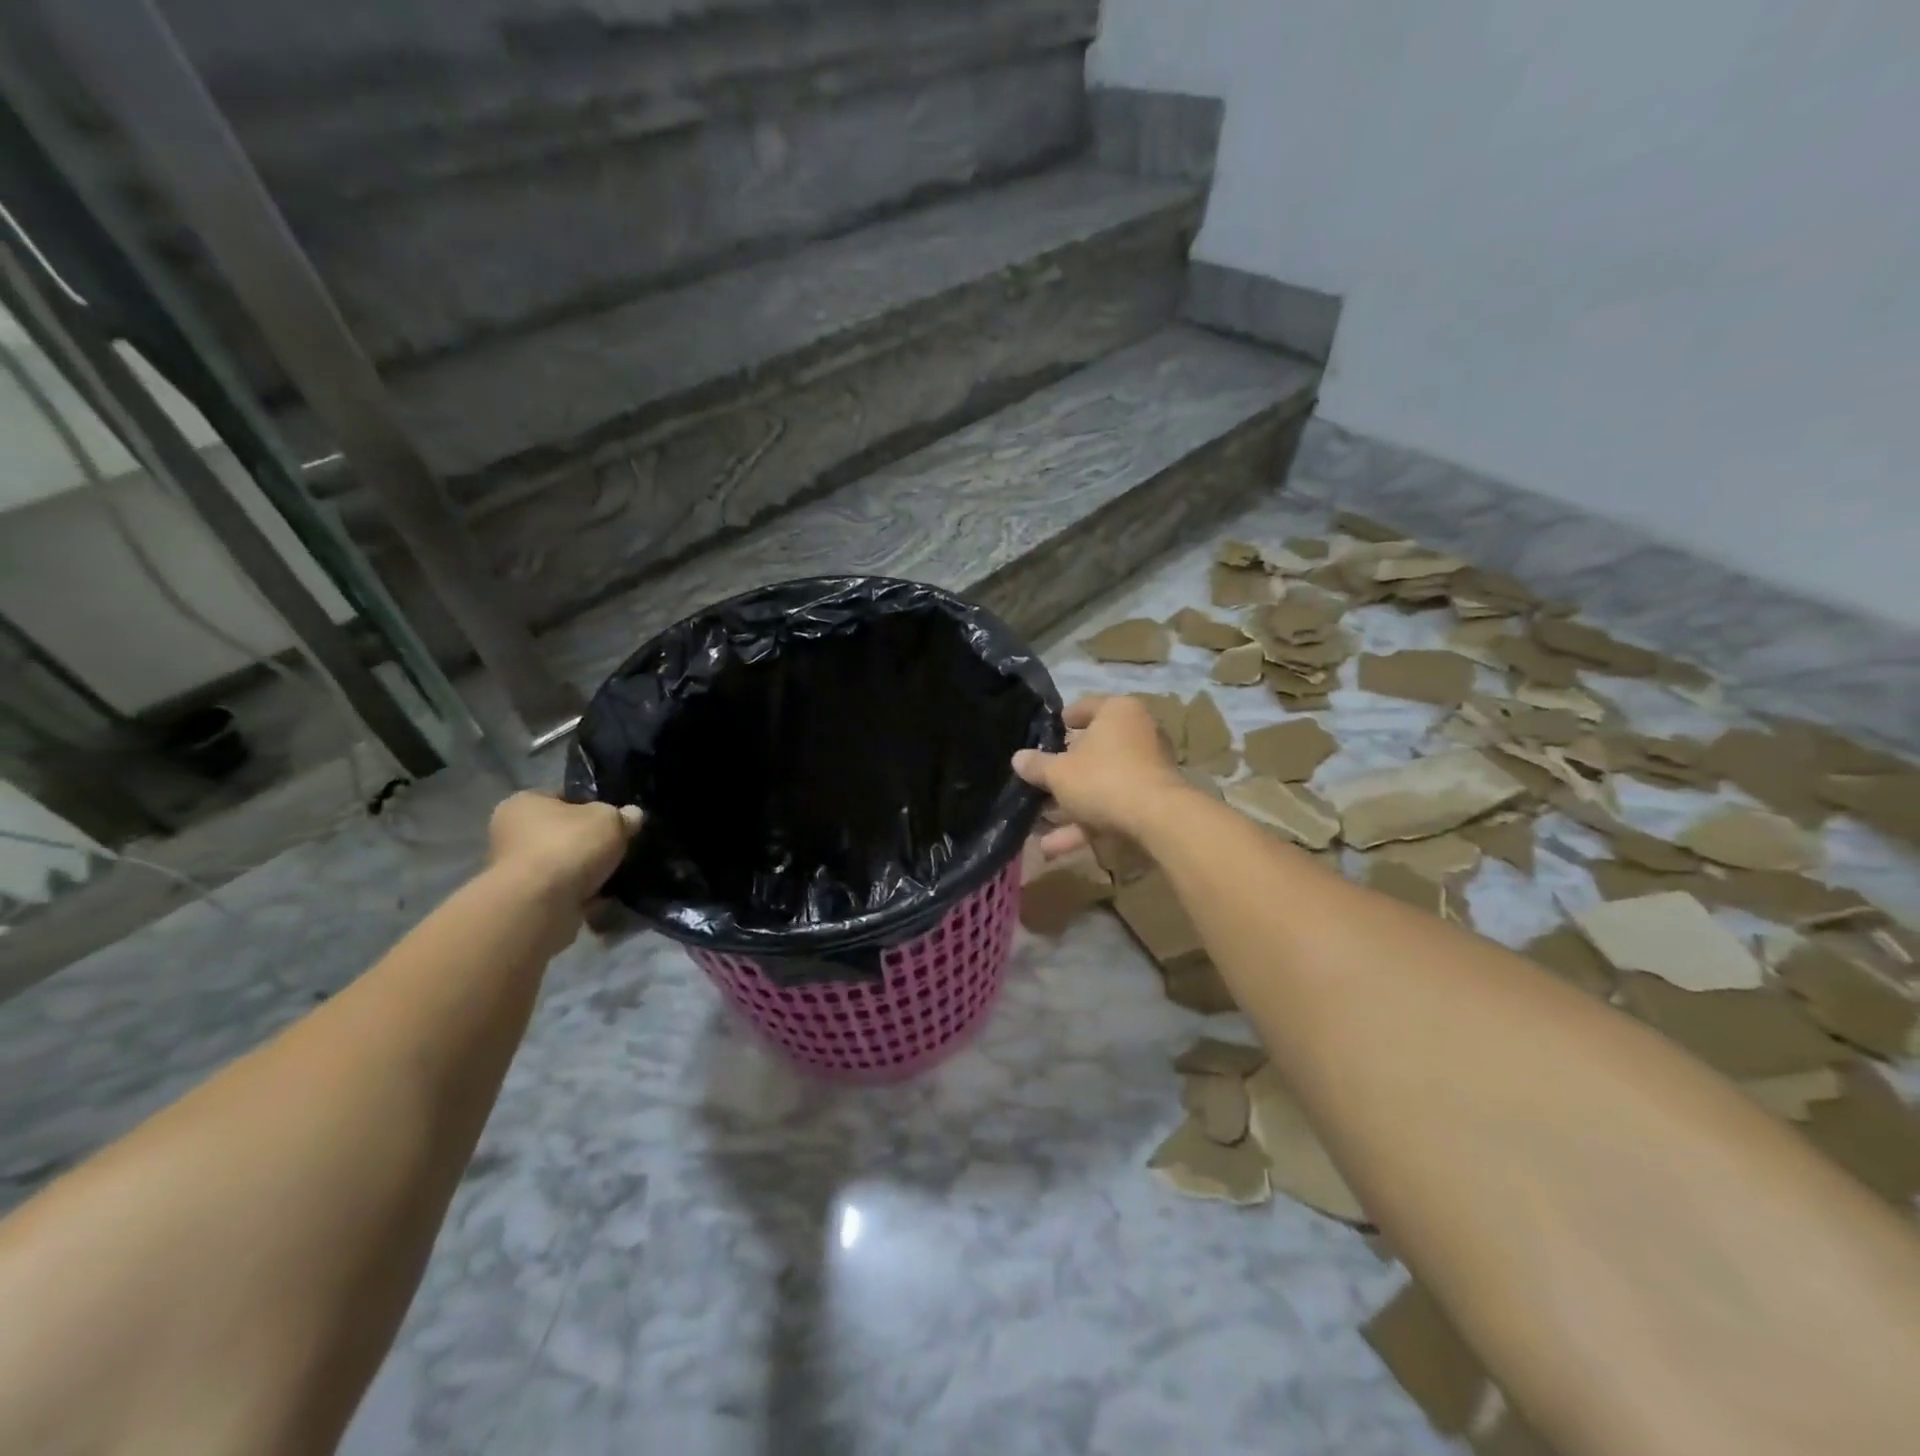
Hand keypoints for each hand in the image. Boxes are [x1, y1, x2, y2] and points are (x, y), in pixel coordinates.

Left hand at [487, 792, 642, 906]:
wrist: (540, 906)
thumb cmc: (568, 846)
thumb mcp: (609, 819)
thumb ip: (623, 815)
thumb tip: (632, 815)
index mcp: (523, 804)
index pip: (563, 796)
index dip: (593, 803)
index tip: (617, 816)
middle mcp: (512, 835)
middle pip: (563, 833)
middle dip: (591, 841)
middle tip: (621, 845)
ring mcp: (517, 872)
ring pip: (565, 865)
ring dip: (588, 871)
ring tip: (618, 872)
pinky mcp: (528, 902)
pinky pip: (565, 892)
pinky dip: (585, 895)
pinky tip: (607, 895)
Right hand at [1012, 695, 1190, 855]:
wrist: (1158, 820)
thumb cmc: (1103, 778)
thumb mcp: (1059, 773)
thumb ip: (1037, 766)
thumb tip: (1018, 758)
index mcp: (1117, 712)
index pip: (1085, 708)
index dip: (1062, 722)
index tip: (1045, 735)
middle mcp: (1137, 734)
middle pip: (1093, 750)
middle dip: (1063, 774)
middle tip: (1038, 783)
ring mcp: (1147, 769)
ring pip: (1100, 785)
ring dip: (1069, 808)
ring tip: (1037, 826)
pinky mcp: (1151, 800)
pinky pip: (1112, 807)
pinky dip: (1086, 825)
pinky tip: (1054, 849)